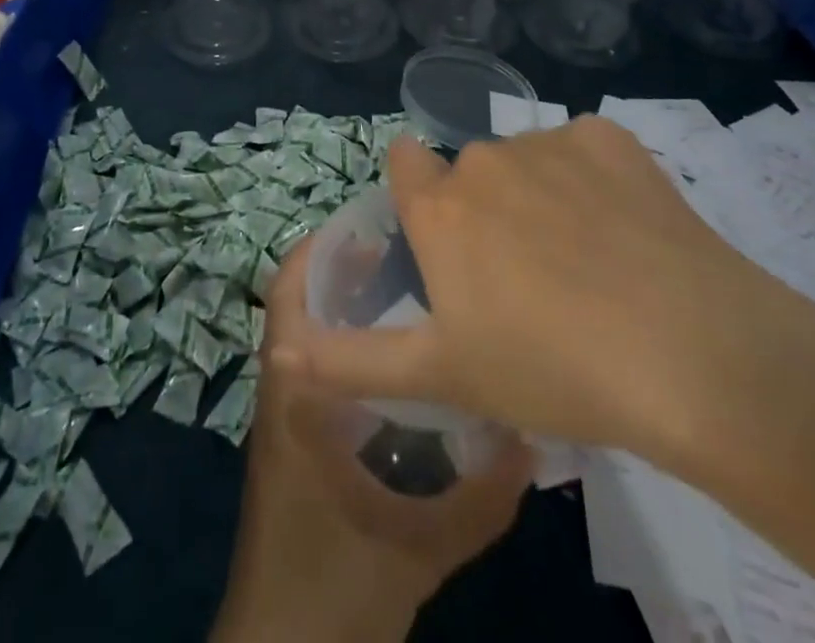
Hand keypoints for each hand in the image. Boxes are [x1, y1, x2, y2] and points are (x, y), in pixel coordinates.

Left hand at [211, 241, 530, 642]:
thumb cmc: (332, 588)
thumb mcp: (418, 549)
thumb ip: (480, 499)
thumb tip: (531, 438)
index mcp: (295, 395)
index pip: (289, 296)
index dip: (319, 252)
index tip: (370, 226)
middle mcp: (284, 392)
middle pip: (300, 307)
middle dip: (342, 272)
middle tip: (401, 251)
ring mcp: (286, 419)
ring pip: (310, 340)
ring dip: (344, 310)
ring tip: (405, 289)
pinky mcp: (296, 445)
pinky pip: (318, 374)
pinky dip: (349, 352)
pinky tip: (397, 364)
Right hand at [272, 118, 814, 472]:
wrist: (691, 357)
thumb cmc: (551, 370)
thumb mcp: (442, 377)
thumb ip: (350, 361)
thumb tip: (277, 351)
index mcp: (440, 206)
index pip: (405, 163)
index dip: (420, 200)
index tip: (447, 246)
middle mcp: (483, 158)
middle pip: (470, 171)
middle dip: (484, 211)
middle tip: (527, 281)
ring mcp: (548, 141)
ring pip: (527, 160)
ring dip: (539, 195)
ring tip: (587, 266)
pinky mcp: (609, 138)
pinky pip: (584, 149)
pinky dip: (594, 180)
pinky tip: (626, 231)